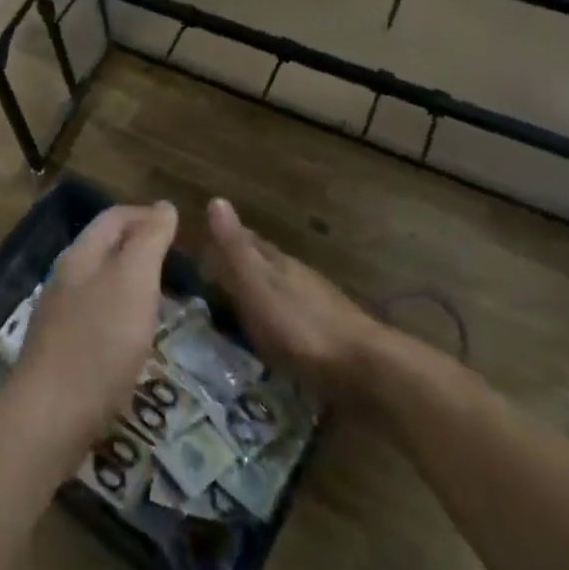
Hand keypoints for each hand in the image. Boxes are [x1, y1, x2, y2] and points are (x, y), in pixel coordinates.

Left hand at [7, 202, 176, 465]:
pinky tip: (135, 334)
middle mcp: (66, 278)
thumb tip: (163, 206)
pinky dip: (121, 311)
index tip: (179, 226)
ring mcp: (60, 315)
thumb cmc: (99, 342)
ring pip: (100, 282)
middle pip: (104, 247)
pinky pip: (96, 315)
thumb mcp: (133, 281)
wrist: (50, 417)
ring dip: (130, 279)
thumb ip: (148, 241)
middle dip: (138, 244)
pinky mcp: (62, 350)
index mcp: (81, 255)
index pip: (114, 217)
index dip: (146, 214)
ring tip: (162, 293)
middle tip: (175, 258)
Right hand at [205, 198, 385, 393]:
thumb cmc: (300, 326)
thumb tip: (216, 199)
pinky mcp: (329, 337)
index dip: (227, 240)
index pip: (249, 242)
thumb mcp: (258, 286)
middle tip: (216, 271)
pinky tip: (274, 334)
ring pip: (282, 290)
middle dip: (244, 264)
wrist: (363, 369)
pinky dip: (278, 319)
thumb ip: (236, 249)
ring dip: (262, 292)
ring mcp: (318, 306)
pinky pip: (294, 318)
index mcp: (278, 264)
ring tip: (240, 304)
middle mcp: (299, 278)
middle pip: (267, 264)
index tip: (205, 241)